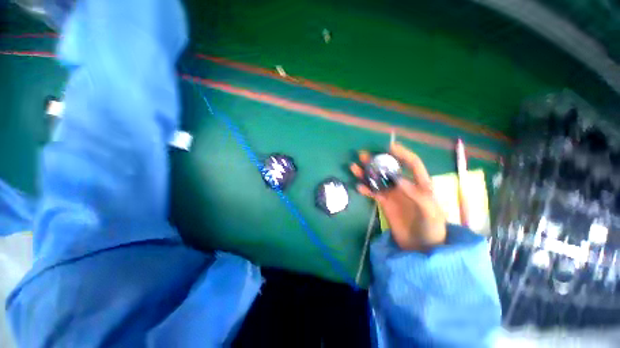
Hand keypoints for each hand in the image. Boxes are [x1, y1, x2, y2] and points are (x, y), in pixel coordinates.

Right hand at [350, 143, 446, 250]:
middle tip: (363, 155)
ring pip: (378, 179)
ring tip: (354, 167)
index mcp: (420, 184)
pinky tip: (359, 187)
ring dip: (366, 173)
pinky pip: (373, 193)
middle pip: (389, 169)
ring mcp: (393, 194)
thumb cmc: (432, 229)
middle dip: (377, 161)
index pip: (412, 164)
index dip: (402, 154)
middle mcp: (404, 186)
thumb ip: (418, 195)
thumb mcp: (431, 212)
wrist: (421, 247)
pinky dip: (365, 189)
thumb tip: (399, 180)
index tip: (390, 147)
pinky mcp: (384, 203)